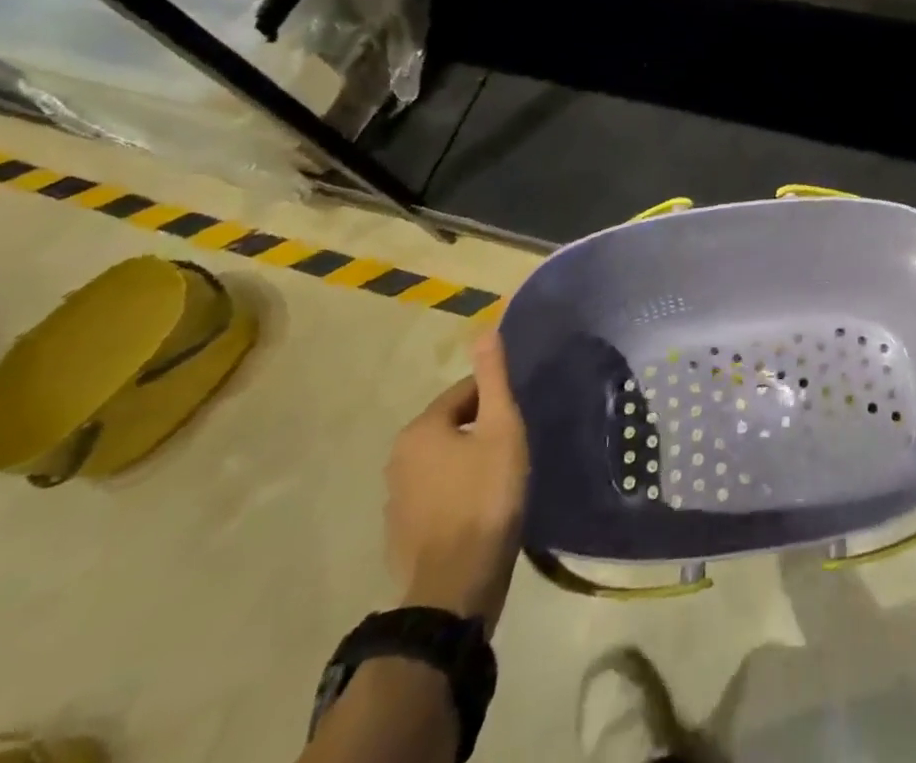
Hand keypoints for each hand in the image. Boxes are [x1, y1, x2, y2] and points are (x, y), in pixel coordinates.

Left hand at [385, 331, 529, 629]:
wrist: (456, 587)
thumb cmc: (485, 496)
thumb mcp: (501, 428)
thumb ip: (493, 378)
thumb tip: (485, 328)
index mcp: (420, 429)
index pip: (464, 393)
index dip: (496, 400)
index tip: (519, 418)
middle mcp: (398, 458)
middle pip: (452, 426)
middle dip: (482, 430)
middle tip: (515, 447)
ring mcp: (395, 499)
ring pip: (444, 462)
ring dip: (469, 462)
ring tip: (502, 478)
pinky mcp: (402, 533)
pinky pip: (436, 495)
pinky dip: (457, 493)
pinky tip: (481, 509)